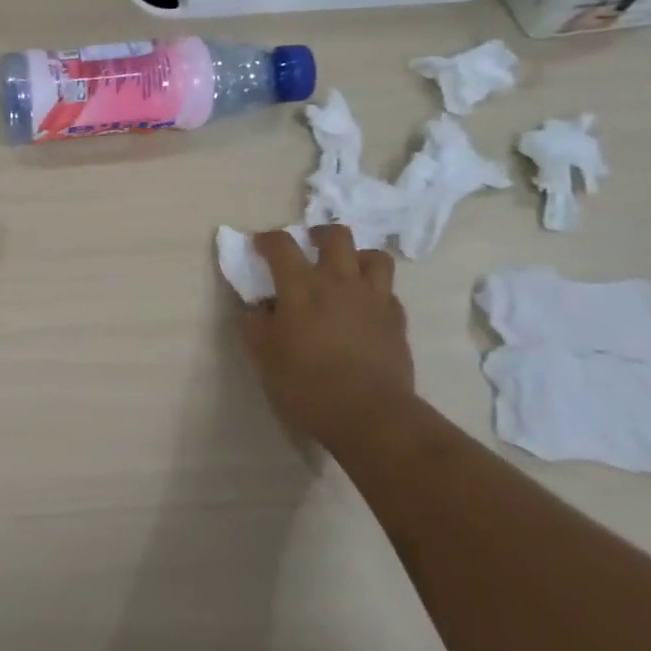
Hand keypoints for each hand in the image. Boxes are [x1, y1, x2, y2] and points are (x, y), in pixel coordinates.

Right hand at [237, 227, 415, 444]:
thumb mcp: (264, 357)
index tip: (259, 246)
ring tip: (345, 270)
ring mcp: (373, 298)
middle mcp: (339, 281)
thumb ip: (255, 324)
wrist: (370, 416)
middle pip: (336, 236)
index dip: (267, 239)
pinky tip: (364, 306)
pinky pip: (387, 290)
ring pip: (373, 256)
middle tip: (309, 245)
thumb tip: (256, 306)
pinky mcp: (396, 319)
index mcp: (301, 287)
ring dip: (356, 256)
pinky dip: (373, 290)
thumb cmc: (307, 385)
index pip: (282, 244)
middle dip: (319, 234)